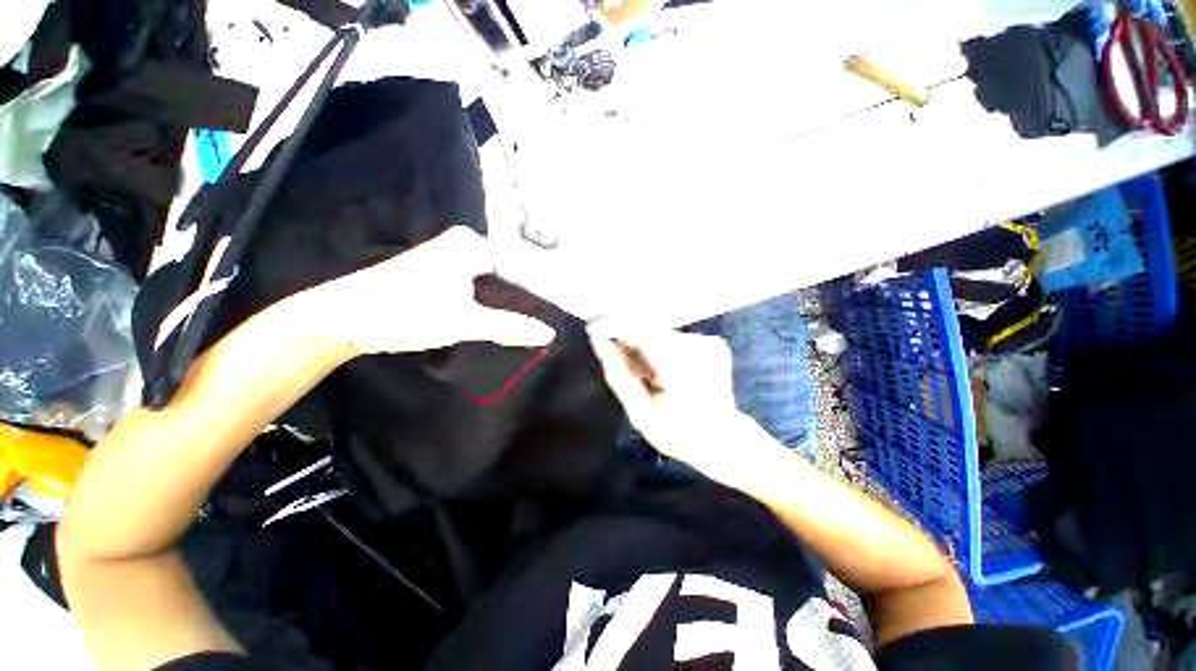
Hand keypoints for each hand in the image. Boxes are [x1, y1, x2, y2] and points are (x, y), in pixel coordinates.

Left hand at [286, 226, 555, 355]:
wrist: (342, 318)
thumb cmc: (405, 312)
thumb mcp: (465, 321)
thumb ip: (511, 326)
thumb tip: (549, 335)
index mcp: (473, 245)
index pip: (522, 270)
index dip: (539, 297)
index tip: (555, 320)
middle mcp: (464, 246)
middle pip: (508, 278)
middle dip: (524, 303)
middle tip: (543, 329)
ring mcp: (451, 261)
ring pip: (493, 286)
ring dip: (508, 307)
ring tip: (527, 329)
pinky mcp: (440, 277)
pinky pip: (478, 291)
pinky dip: (490, 307)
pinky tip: (499, 324)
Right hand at [588, 323, 751, 479]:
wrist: (725, 441)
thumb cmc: (679, 434)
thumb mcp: (641, 414)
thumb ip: (620, 376)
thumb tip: (600, 343)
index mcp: (680, 367)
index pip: (641, 331)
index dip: (616, 327)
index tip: (596, 331)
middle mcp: (698, 346)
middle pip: (652, 330)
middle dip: (633, 342)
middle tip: (624, 362)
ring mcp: (710, 343)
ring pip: (664, 335)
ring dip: (650, 349)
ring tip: (651, 377)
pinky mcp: (715, 343)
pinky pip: (678, 340)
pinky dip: (666, 352)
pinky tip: (668, 373)